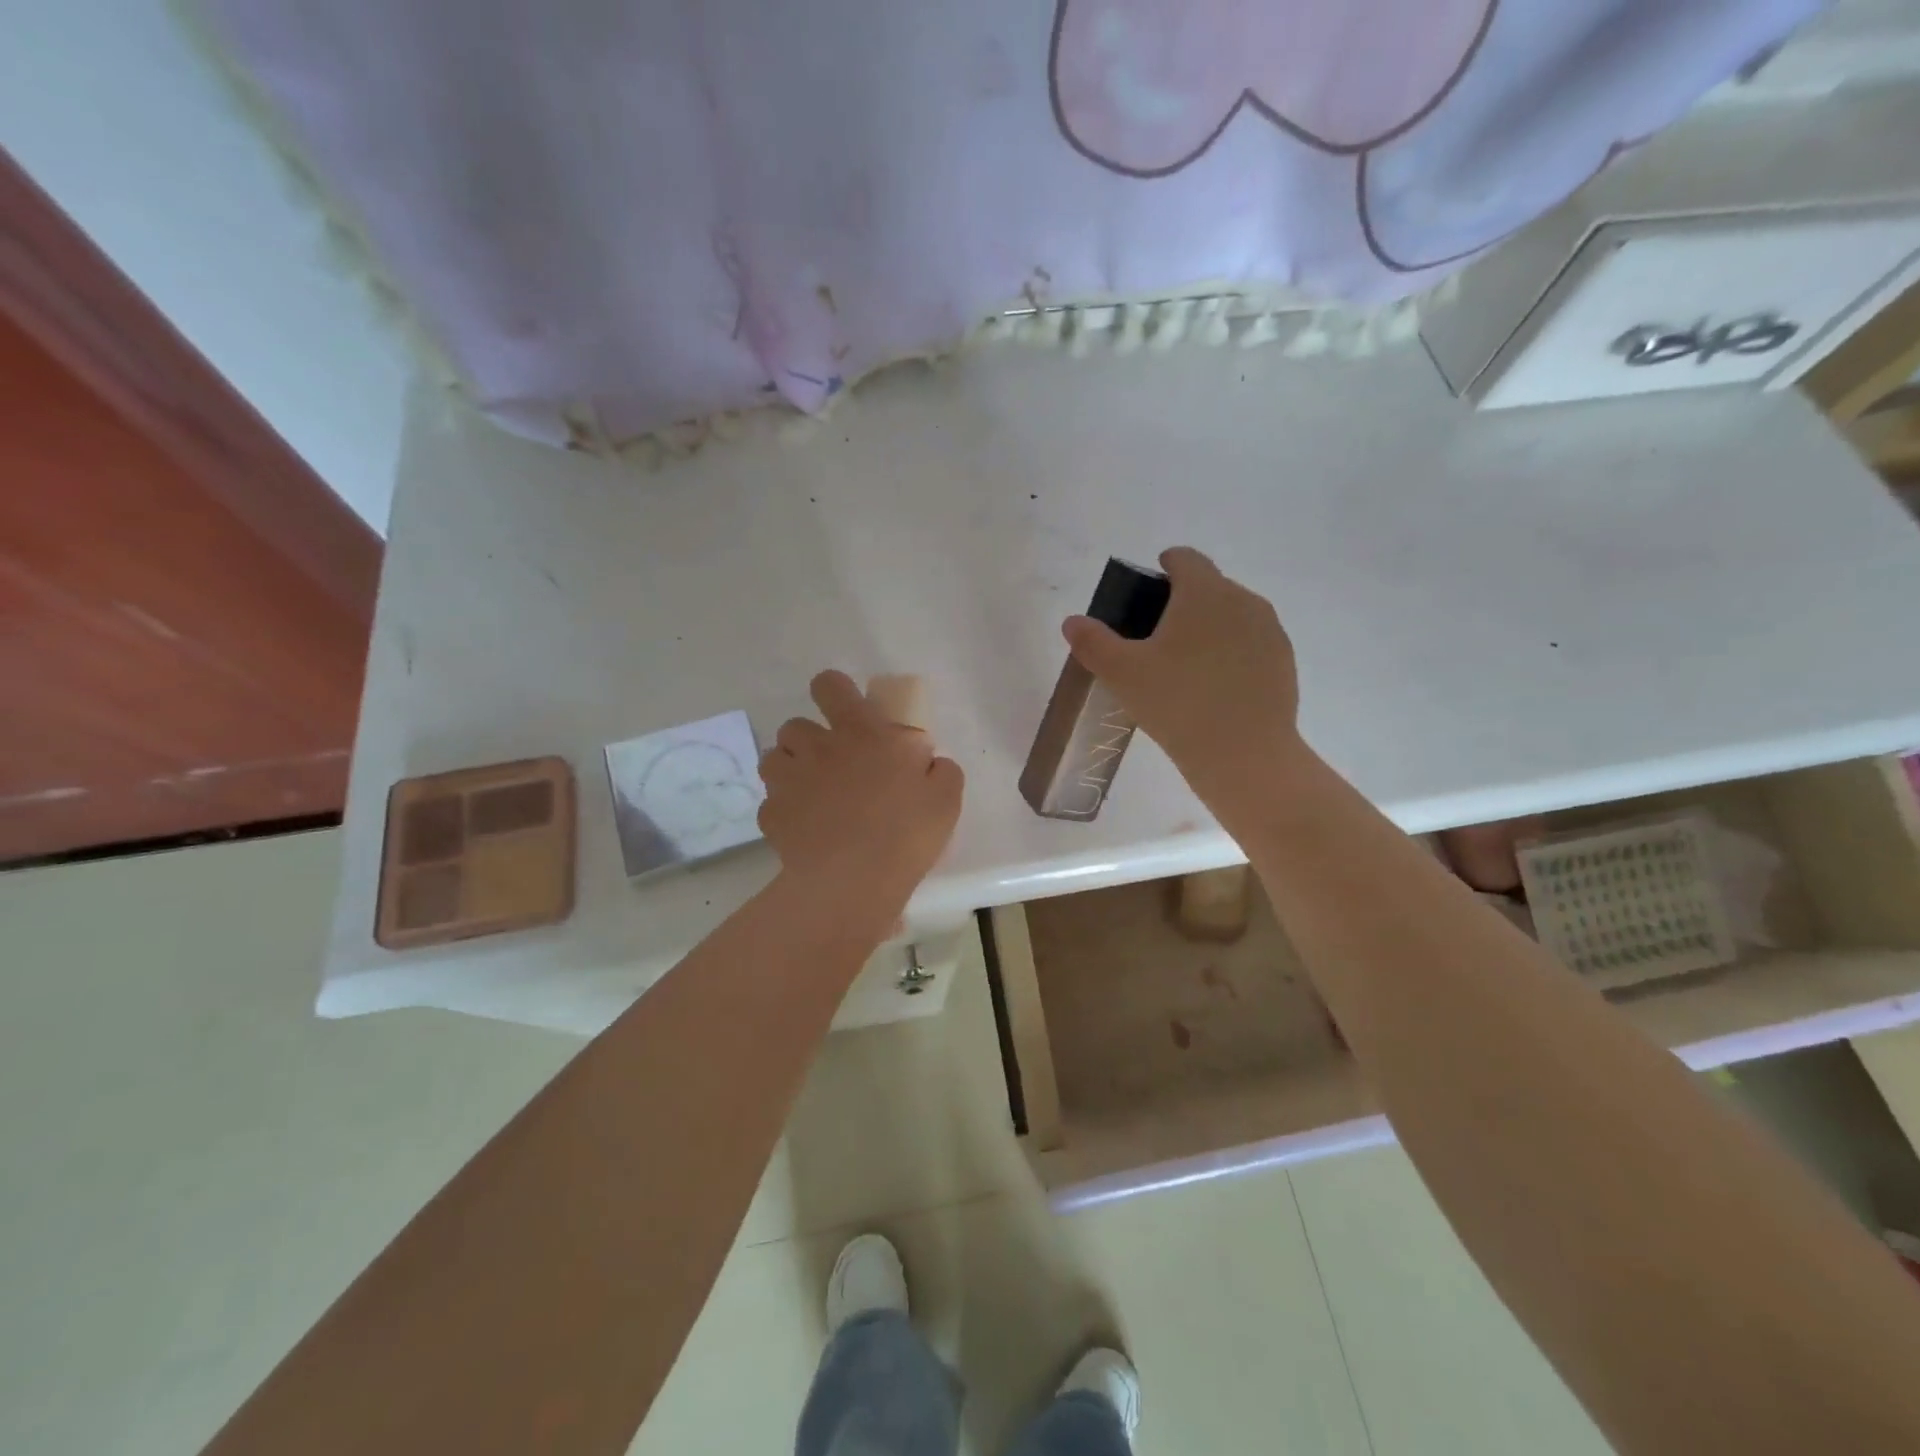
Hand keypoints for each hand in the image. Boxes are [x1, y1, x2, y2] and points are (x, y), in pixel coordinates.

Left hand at [757, 670, 963, 933]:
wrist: (853, 881)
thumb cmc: (905, 832)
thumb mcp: (945, 797)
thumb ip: (940, 769)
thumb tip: (929, 761)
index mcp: (861, 732)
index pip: (830, 685)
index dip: (834, 690)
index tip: (847, 711)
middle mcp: (818, 747)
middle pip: (795, 724)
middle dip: (810, 739)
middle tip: (834, 765)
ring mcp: (788, 780)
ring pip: (773, 758)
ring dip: (790, 769)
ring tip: (812, 794)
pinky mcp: (771, 815)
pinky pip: (772, 802)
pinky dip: (785, 811)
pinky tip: (805, 831)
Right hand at [1062, 547, 1307, 809]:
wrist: (1244, 755)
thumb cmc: (1177, 703)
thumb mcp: (1121, 674)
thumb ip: (1093, 642)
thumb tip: (1073, 622)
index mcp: (1204, 592)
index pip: (1185, 558)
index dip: (1165, 566)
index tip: (1149, 590)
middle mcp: (1243, 600)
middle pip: (1210, 587)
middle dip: (1184, 603)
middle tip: (1157, 640)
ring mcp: (1269, 631)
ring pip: (1233, 616)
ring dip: (1210, 628)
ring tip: (1186, 666)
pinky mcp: (1284, 662)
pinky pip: (1251, 645)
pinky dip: (1232, 654)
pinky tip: (1214, 688)